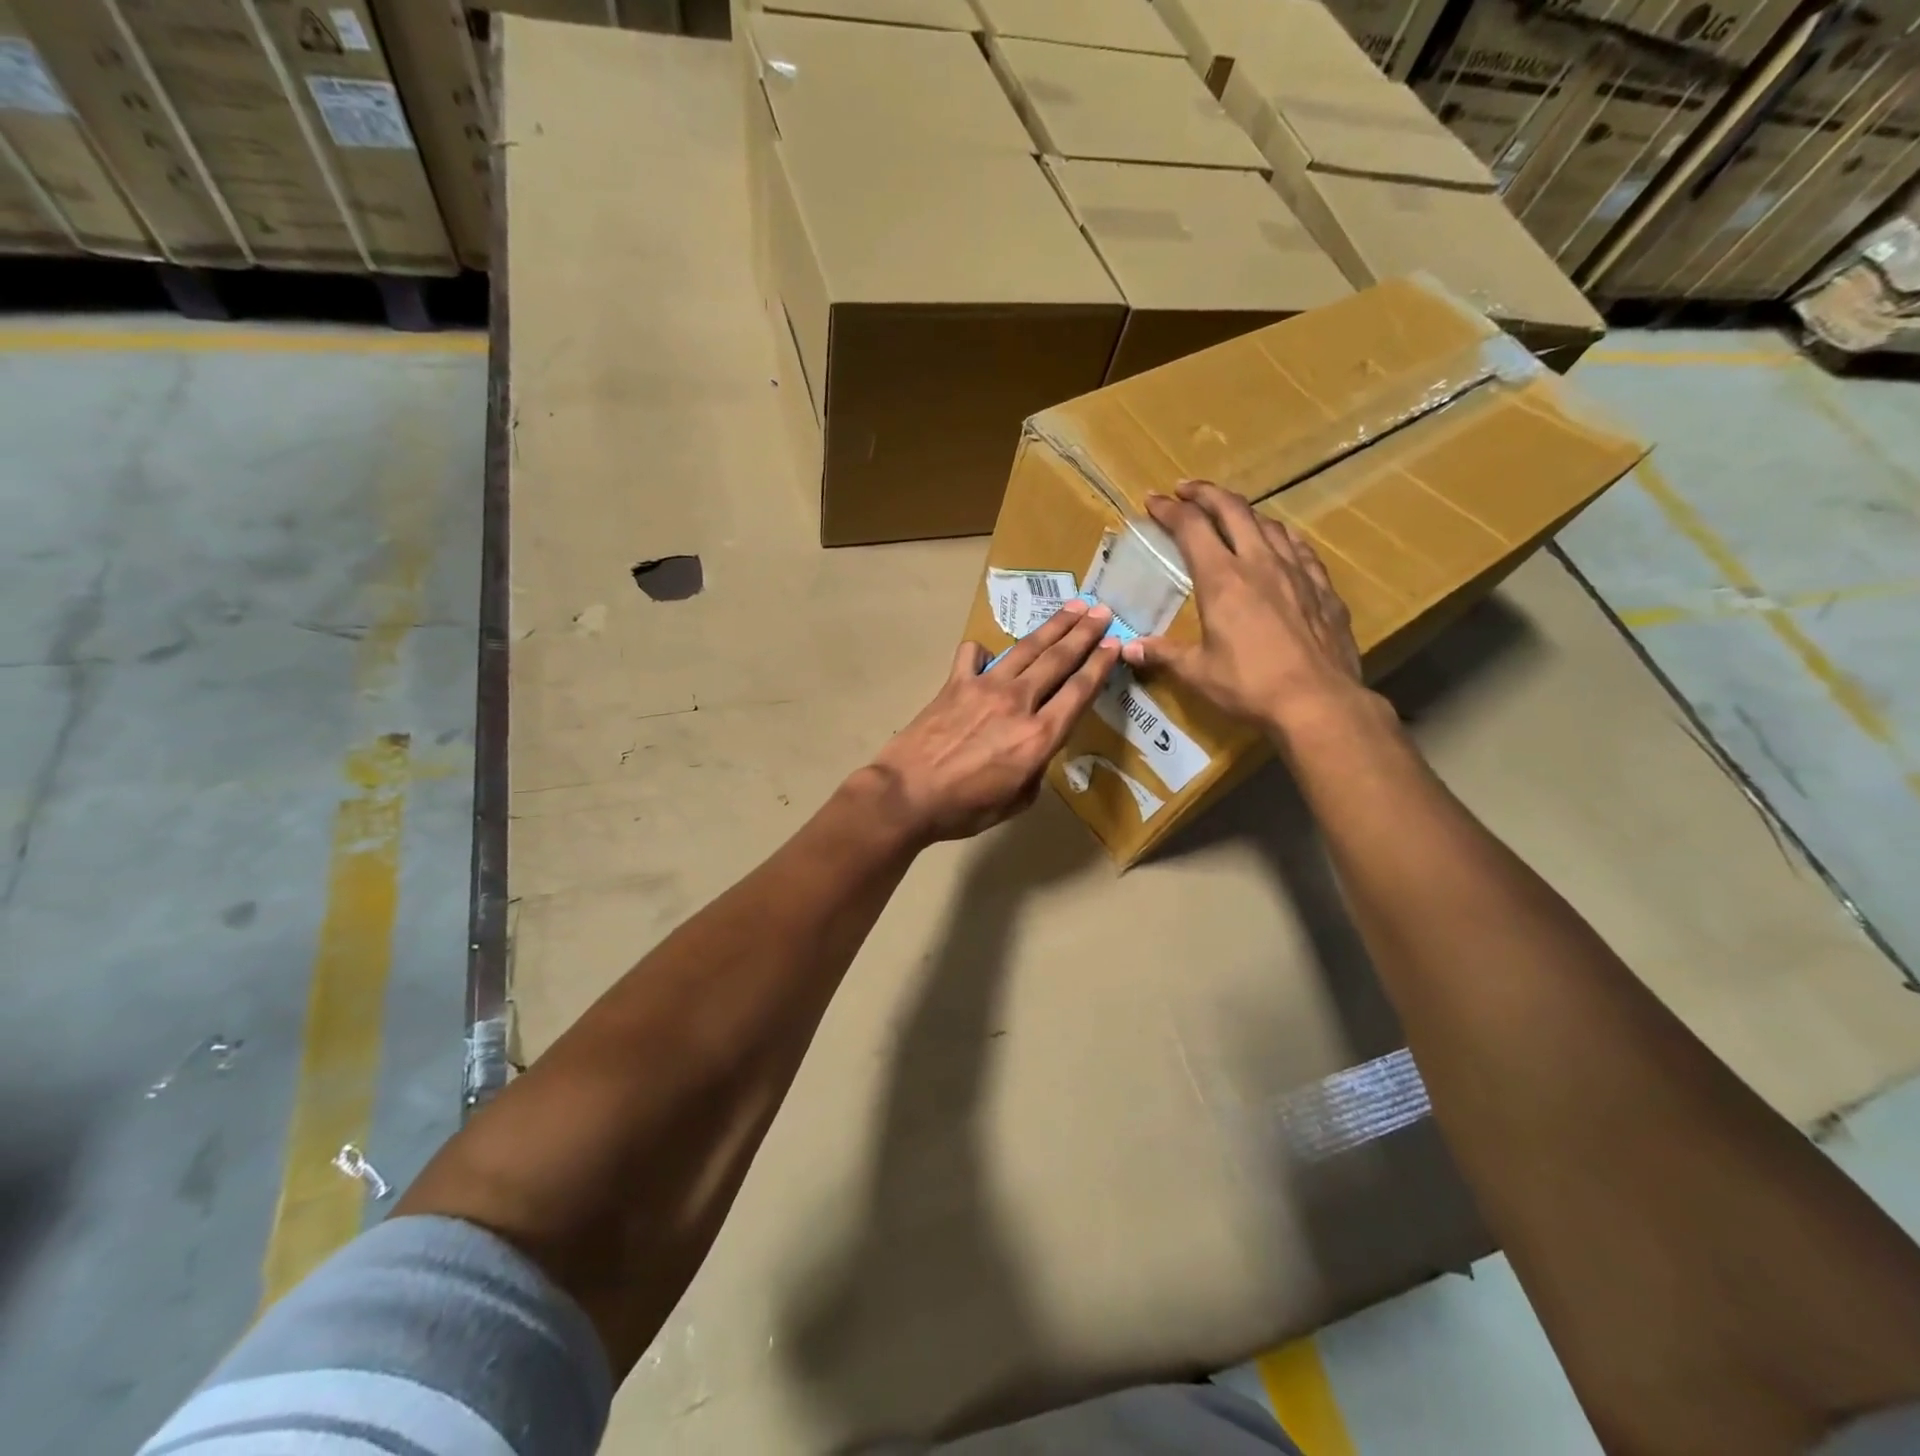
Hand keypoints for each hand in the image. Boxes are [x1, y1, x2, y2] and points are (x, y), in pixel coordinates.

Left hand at [864, 598, 1120, 843]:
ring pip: (1026, 649)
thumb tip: (1035, 749)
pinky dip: (982, 651)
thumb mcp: (1016, 801)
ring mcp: (984, 687)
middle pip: (1058, 659)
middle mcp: (1018, 702)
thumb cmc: (964, 808)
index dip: (1100, 665)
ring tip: (1072, 607)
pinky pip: (972, 656)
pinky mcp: (954, 684)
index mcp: (1038, 736)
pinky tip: (987, 650)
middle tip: (1101, 612)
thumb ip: (1035, 770)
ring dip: (1052, 626)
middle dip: (1084, 633)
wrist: (906, 795)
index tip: (1115, 645)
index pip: (1079, 691)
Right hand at [1120, 481, 1369, 744]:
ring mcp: (1297, 572)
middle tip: (1187, 491)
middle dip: (1206, 493)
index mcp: (1222, 579)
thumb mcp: (1197, 672)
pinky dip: (1280, 538)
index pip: (1191, 527)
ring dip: (1244, 513)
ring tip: (1230, 517)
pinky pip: (1300, 548)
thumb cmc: (1249, 686)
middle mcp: (1260, 563)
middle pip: (1233, 509)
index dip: (1169, 510)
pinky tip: (1280, 545)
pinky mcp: (1323, 588)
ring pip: (1269, 524)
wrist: (1318, 702)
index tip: (1153, 501)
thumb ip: (1163, 654)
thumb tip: (1128, 649)